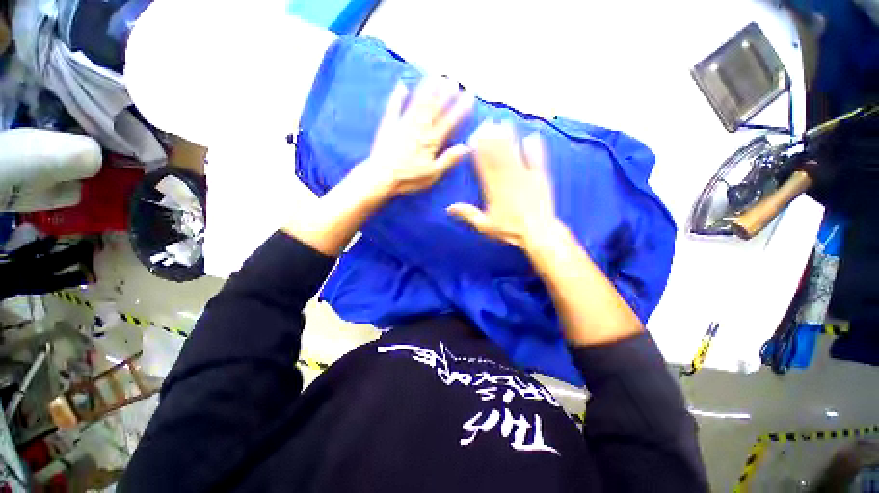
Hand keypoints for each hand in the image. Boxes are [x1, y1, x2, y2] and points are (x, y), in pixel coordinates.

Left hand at [355, 77, 474, 198]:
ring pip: (417, 103)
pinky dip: (397, 96)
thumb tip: (466, 147)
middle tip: (454, 79)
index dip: (460, 108)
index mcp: (431, 141)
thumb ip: (448, 159)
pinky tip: (401, 85)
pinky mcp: (389, 125)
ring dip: (427, 89)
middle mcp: (419, 129)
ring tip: (435, 76)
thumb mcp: (432, 174)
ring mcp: (403, 124)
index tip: (470, 95)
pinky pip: (394, 107)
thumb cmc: (409, 178)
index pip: (449, 122)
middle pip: (434, 108)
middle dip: (445, 93)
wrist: (381, 177)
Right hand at [447, 122, 556, 249]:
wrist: (537, 233)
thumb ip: (468, 214)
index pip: (483, 166)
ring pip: (515, 153)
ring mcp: (525, 176)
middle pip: (498, 155)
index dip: (479, 151)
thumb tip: (448, 208)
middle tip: (488, 122)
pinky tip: (532, 136)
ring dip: (509, 138)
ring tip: (504, 123)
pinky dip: (535, 148)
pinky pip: (538, 160)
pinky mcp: (540, 178)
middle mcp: (507, 179)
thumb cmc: (509, 230)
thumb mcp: (485, 225)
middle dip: (492, 138)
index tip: (474, 137)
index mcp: (493, 189)